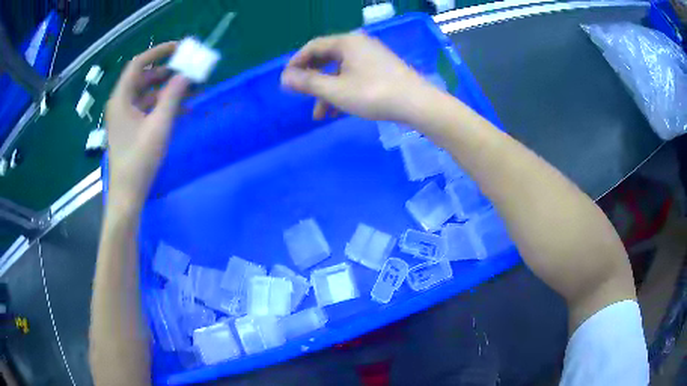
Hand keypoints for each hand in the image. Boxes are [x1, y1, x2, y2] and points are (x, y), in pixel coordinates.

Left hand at [106, 42, 188, 210]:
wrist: (128, 194)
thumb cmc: (139, 160)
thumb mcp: (159, 125)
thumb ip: (173, 96)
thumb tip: (186, 74)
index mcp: (121, 99)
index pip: (138, 64)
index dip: (158, 53)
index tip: (178, 49)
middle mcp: (120, 103)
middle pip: (143, 78)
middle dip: (166, 73)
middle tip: (187, 71)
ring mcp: (125, 117)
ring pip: (147, 94)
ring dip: (167, 90)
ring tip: (190, 90)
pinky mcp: (130, 128)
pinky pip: (147, 109)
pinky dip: (162, 106)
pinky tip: (181, 110)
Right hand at [281, 33, 437, 122]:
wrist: (417, 103)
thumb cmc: (374, 93)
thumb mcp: (335, 90)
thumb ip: (308, 83)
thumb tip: (284, 78)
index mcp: (346, 42)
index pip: (313, 47)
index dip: (296, 63)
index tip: (286, 80)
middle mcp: (359, 44)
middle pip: (326, 58)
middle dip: (312, 80)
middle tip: (301, 96)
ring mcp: (372, 56)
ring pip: (341, 71)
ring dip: (328, 91)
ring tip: (320, 115)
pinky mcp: (382, 68)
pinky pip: (354, 76)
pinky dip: (343, 90)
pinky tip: (339, 110)